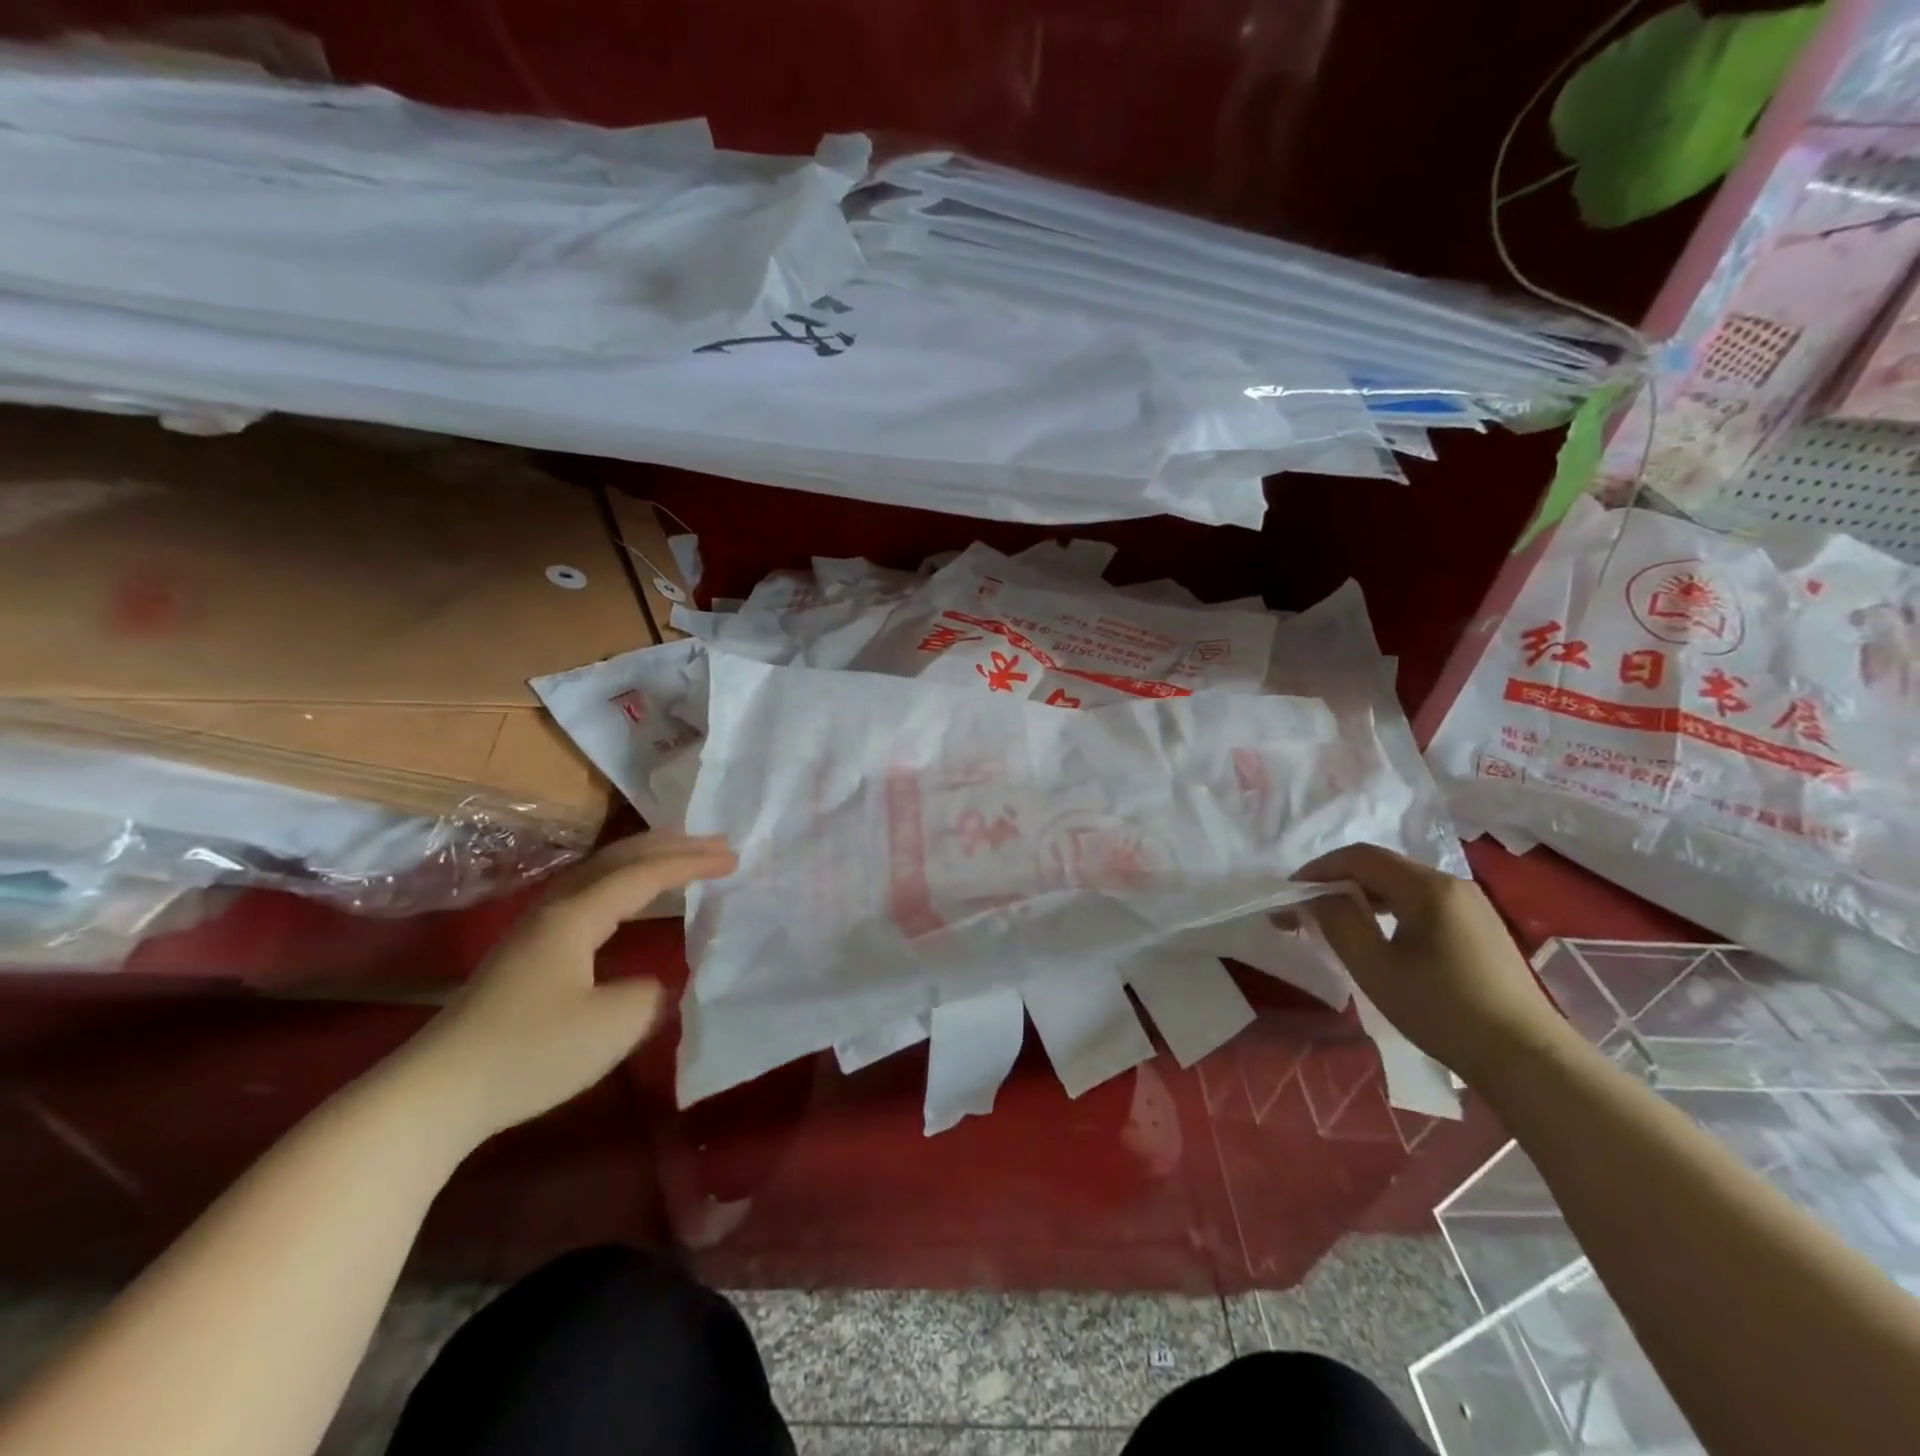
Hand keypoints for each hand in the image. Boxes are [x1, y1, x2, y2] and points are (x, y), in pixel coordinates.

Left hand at [395, 832, 736, 1146]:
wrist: (434, 1094)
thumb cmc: (530, 1053)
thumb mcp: (612, 1025)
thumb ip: (651, 994)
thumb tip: (654, 984)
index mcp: (577, 915)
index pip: (644, 874)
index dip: (691, 863)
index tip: (733, 858)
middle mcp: (556, 908)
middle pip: (619, 859)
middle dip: (670, 846)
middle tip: (714, 843)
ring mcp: (536, 929)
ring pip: (600, 873)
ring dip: (645, 861)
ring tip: (680, 859)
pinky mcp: (527, 953)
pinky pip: (589, 894)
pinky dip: (624, 884)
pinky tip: (629, 902)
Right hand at [1297, 843, 1570, 1081]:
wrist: (1527, 1059)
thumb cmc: (1443, 1010)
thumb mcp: (1375, 967)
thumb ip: (1338, 922)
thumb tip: (1317, 897)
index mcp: (1427, 887)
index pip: (1360, 857)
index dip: (1318, 869)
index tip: (1290, 894)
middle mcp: (1452, 884)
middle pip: (1381, 867)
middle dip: (1336, 883)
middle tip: (1305, 911)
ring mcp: (1471, 905)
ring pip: (1401, 885)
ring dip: (1361, 896)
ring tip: (1334, 924)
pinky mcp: (1480, 928)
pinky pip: (1421, 903)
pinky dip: (1388, 909)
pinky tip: (1377, 936)